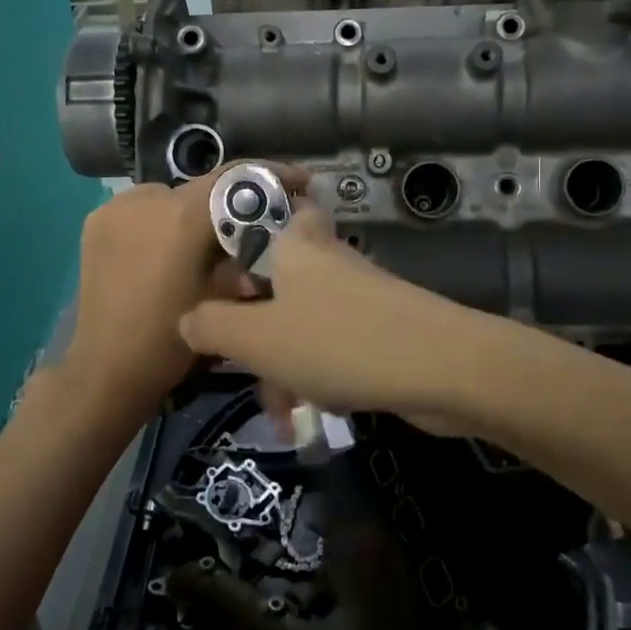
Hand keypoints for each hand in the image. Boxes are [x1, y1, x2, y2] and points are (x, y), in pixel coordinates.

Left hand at [57, 163, 306, 425]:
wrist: (107, 369)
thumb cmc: (173, 340)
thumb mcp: (225, 297)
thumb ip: (247, 254)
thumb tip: (269, 233)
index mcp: (182, 216)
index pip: (236, 176)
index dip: (271, 175)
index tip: (298, 182)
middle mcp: (147, 199)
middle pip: (203, 187)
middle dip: (229, 203)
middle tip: (247, 227)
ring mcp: (116, 207)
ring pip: (170, 196)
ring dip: (191, 212)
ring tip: (202, 242)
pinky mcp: (96, 221)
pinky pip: (141, 208)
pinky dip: (160, 220)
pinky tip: (165, 248)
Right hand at [177, 207, 501, 434]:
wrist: (443, 368)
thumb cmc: (337, 342)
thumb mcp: (256, 339)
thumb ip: (211, 326)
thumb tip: (187, 317)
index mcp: (290, 245)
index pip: (255, 215)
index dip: (229, 245)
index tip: (213, 287)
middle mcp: (322, 259)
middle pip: (272, 279)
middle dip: (252, 327)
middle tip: (242, 360)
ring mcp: (354, 292)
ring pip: (298, 320)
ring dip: (281, 366)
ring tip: (280, 414)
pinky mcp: (377, 325)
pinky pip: (329, 343)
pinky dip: (314, 375)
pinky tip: (311, 413)